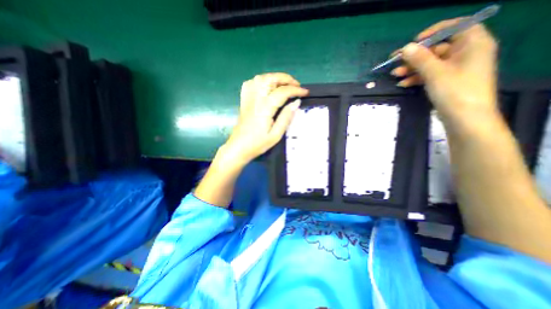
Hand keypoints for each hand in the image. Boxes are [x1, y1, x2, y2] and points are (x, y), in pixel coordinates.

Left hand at [223, 72, 308, 163]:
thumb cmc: (258, 144)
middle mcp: (255, 99)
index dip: (295, 90)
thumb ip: (286, 118)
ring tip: (284, 84)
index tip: (305, 92)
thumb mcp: (275, 135)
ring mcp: (248, 99)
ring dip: (274, 77)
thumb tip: (296, 102)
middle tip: (296, 85)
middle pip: (270, 79)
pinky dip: (261, 81)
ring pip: (260, 78)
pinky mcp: (244, 101)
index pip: (282, 92)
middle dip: (285, 78)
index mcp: (264, 109)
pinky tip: (267, 86)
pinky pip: (250, 84)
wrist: (239, 147)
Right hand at [392, 19, 500, 127]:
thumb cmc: (455, 91)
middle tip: (395, 62)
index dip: (434, 32)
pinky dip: (416, 78)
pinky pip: (430, 75)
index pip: (456, 27)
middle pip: (437, 48)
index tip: (414, 41)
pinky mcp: (447, 81)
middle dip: (415, 56)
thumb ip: (420, 59)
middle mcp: (465, 53)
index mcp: (472, 44)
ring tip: (395, 75)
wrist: (464, 118)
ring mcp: (455, 69)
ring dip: (412, 69)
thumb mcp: (435, 73)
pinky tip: (403, 84)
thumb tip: (405, 47)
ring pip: (430, 63)